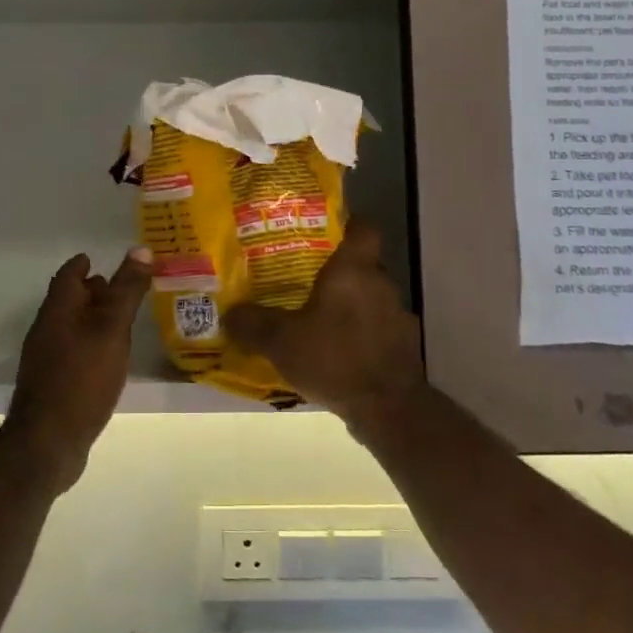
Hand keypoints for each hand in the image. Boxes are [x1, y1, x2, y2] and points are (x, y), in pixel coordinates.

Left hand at [3, 246, 154, 493]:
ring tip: (122, 322)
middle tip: (121, 288)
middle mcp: (47, 329)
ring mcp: (46, 359)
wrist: (48, 441)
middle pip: (69, 301)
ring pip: (71, 327)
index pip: (68, 275)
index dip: (83, 264)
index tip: (98, 259)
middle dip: (92, 291)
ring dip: (93, 319)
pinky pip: (73, 352)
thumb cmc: (82, 376)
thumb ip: (127, 290)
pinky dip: (91, 345)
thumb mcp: (112, 328)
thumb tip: (141, 249)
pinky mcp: (52, 385)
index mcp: (58, 309)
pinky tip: (109, 359)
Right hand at [223, 220, 425, 429]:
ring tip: (319, 319)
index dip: (346, 225)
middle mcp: (381, 284)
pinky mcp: (404, 345)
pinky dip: (361, 334)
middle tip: (305, 280)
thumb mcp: (280, 341)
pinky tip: (339, 352)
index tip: (323, 233)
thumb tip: (229, 314)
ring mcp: (397, 315)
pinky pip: (378, 328)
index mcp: (353, 270)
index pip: (362, 228)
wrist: (388, 408)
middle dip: (337, 272)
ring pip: (370, 298)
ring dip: (350, 306)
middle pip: (362, 265)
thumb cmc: (334, 358)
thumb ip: (252, 324)